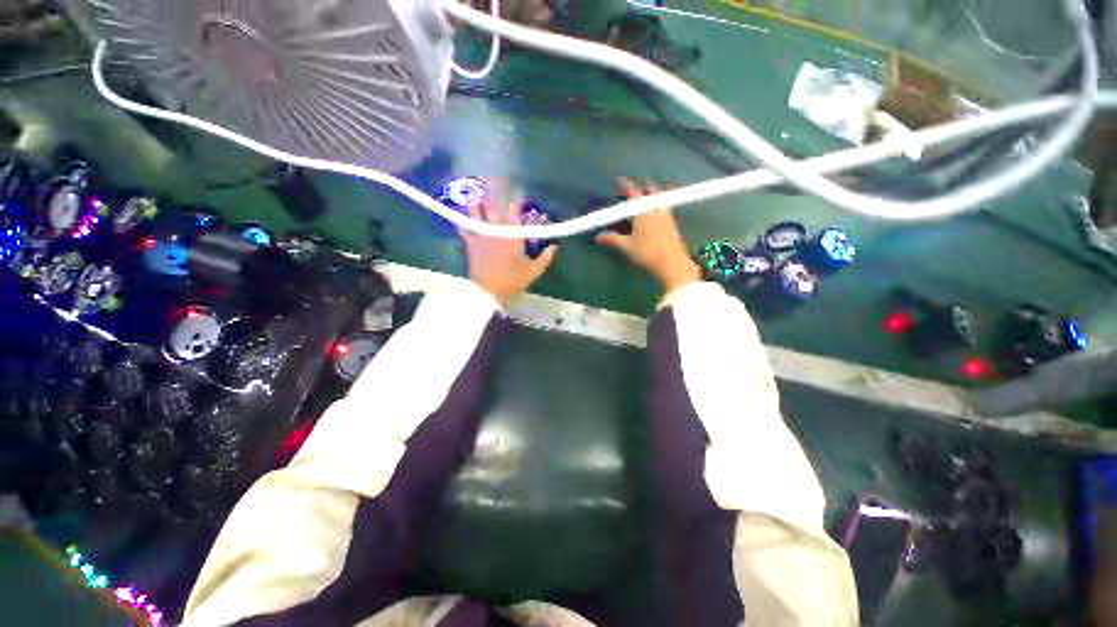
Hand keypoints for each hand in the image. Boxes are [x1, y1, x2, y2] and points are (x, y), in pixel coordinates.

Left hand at [462, 196, 557, 304]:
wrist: (490, 290)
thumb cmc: (513, 280)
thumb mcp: (533, 271)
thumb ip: (545, 258)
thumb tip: (554, 246)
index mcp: (513, 236)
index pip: (515, 214)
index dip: (516, 203)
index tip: (517, 198)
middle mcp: (497, 231)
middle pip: (495, 208)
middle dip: (495, 194)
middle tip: (493, 182)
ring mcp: (482, 236)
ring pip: (478, 215)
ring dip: (476, 203)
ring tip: (474, 193)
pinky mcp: (471, 243)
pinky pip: (465, 229)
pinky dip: (461, 223)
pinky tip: (458, 217)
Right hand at [596, 178, 700, 293]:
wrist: (671, 263)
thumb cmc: (646, 252)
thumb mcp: (626, 247)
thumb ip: (612, 240)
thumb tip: (597, 237)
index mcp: (643, 212)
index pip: (633, 193)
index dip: (626, 185)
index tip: (620, 179)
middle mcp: (656, 210)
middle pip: (652, 192)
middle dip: (644, 188)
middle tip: (638, 189)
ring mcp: (667, 216)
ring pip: (662, 200)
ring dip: (656, 195)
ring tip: (652, 196)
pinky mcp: (673, 225)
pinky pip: (667, 209)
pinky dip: (663, 206)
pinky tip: (660, 213)